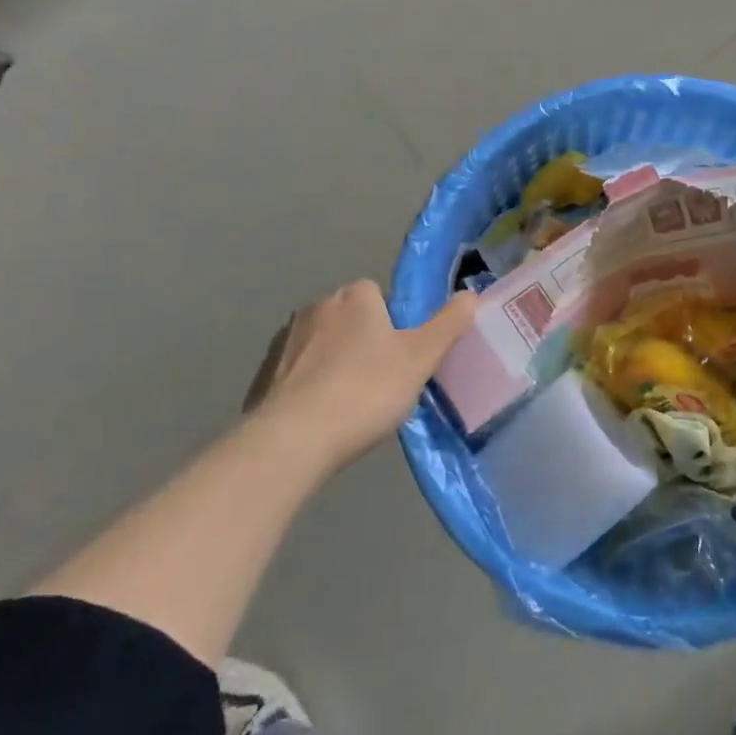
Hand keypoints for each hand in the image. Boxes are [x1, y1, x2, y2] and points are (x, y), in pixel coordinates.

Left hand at [246, 280, 476, 475]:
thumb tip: (470, 294)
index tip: (402, 356)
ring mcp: (287, 338)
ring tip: (352, 402)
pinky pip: (299, 370)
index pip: (379, 294)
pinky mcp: (265, 372)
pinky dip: (311, 384)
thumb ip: (448, 324)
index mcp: (356, 295)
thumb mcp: (421, 358)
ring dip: (336, 362)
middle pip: (351, 317)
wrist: (294, 439)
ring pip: (324, 343)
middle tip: (383, 381)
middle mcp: (318, 305)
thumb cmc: (366, 390)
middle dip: (364, 340)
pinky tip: (322, 415)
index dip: (394, 323)